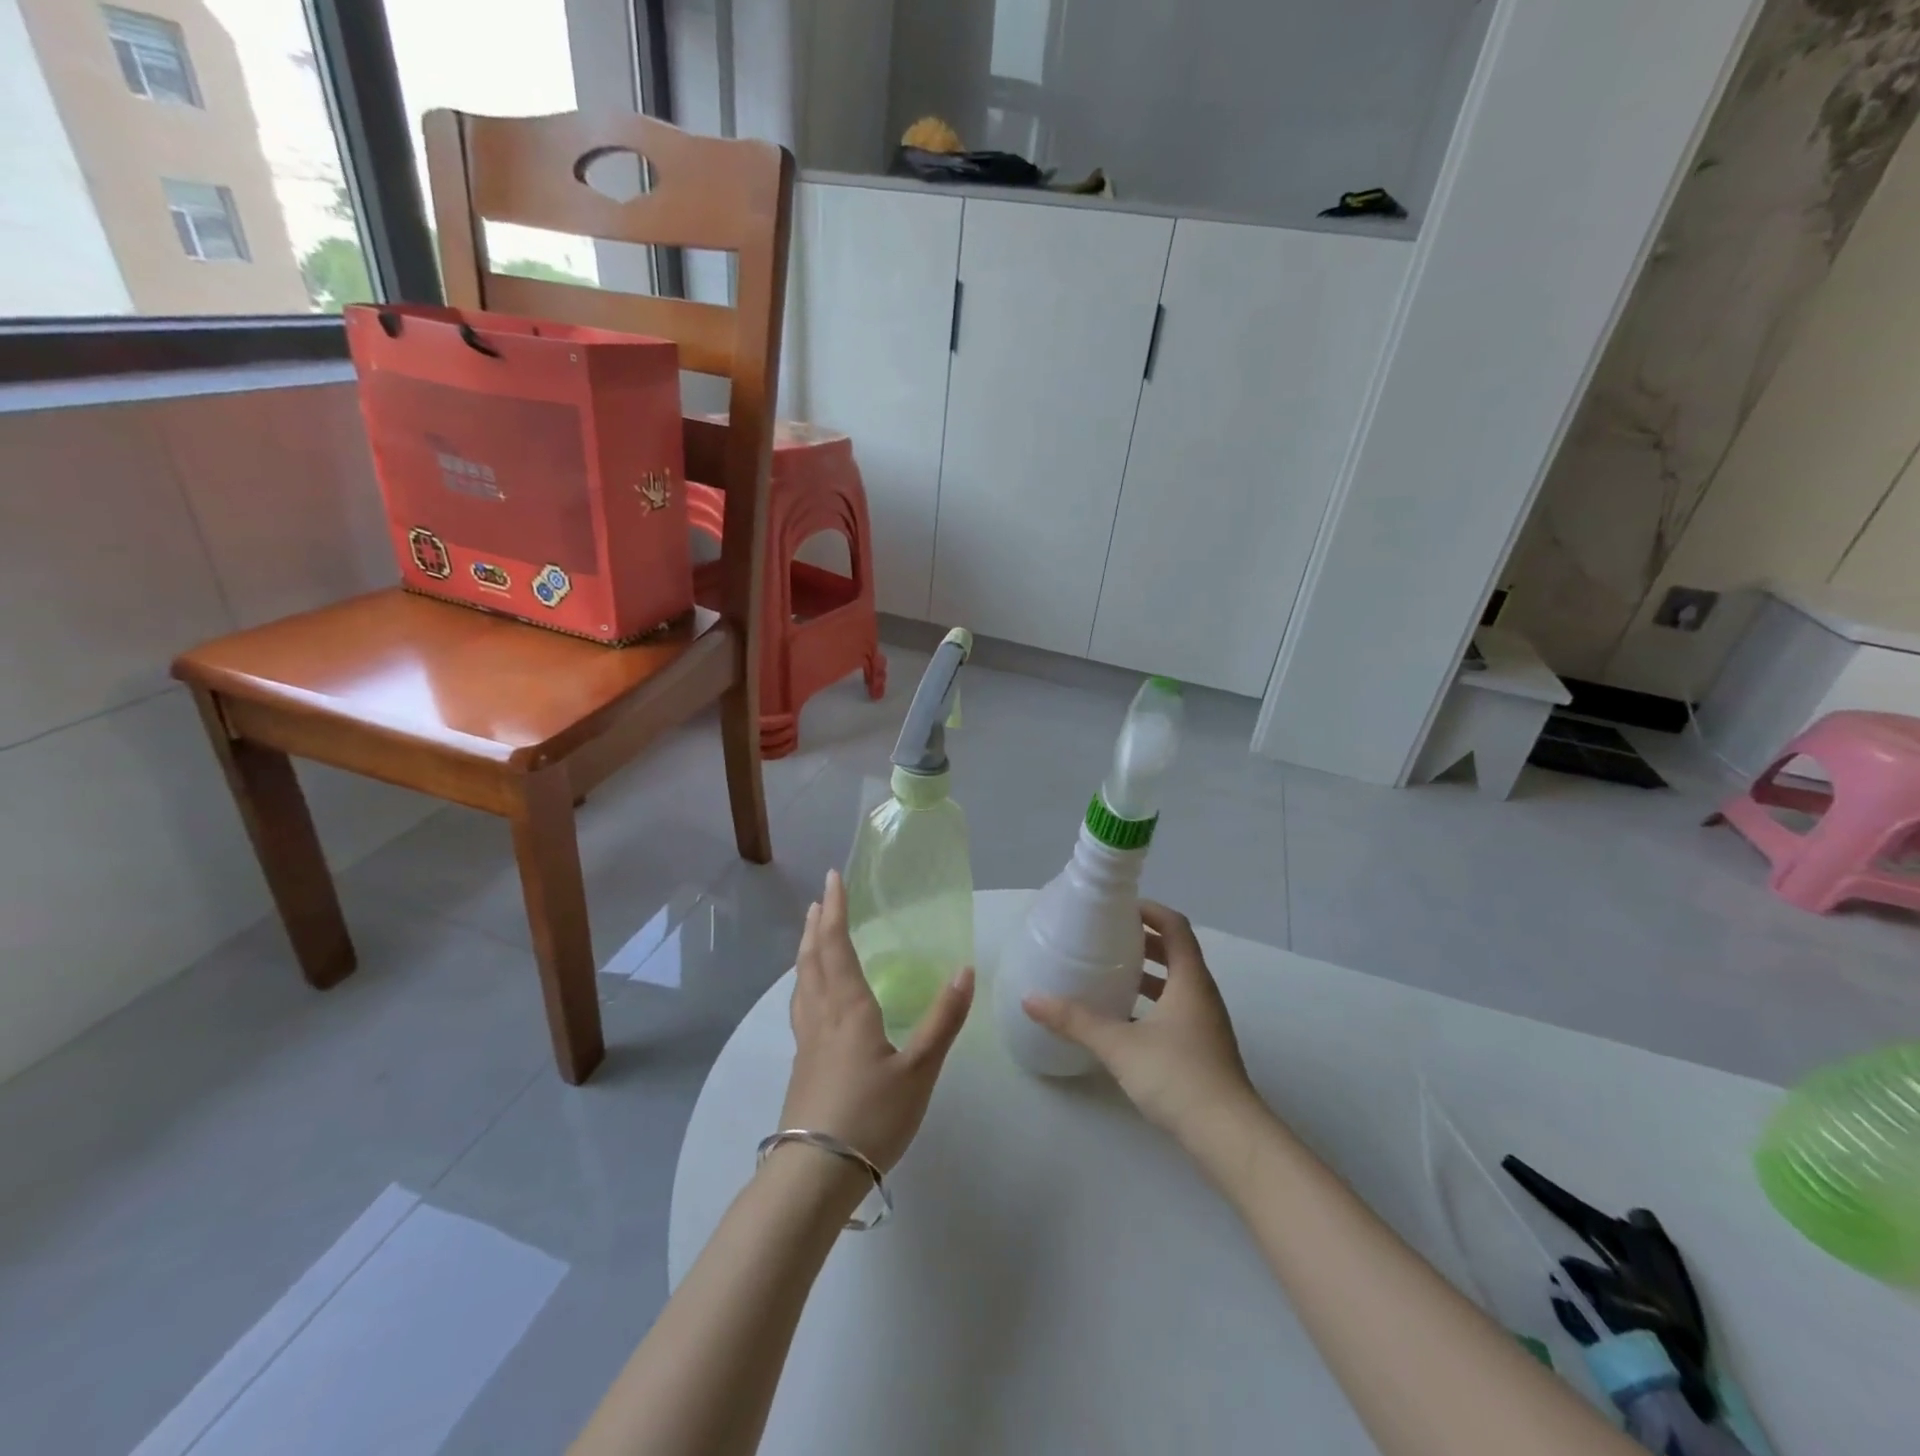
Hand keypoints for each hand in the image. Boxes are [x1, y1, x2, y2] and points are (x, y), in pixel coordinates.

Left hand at [780, 869, 974, 1174]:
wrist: (815, 1174)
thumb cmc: (871, 1116)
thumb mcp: (919, 1070)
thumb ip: (942, 1020)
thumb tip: (964, 970)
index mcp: (849, 1009)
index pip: (838, 947)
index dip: (837, 912)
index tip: (834, 880)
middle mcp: (822, 1016)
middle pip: (813, 960)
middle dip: (817, 925)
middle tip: (821, 899)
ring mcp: (807, 1042)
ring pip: (802, 983)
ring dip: (806, 951)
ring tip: (810, 935)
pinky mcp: (802, 1065)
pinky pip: (801, 1006)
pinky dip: (805, 982)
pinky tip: (812, 997)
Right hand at [1022, 901, 1259, 1142]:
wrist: (1229, 1138)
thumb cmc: (1178, 1077)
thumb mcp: (1119, 1045)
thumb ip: (1075, 1021)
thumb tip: (1031, 999)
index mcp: (1190, 980)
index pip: (1175, 926)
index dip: (1149, 911)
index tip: (1117, 908)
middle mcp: (1202, 995)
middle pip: (1176, 952)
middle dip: (1143, 941)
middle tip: (1105, 937)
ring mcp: (1205, 1025)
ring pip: (1175, 984)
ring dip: (1147, 974)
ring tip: (1108, 973)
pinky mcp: (1202, 1050)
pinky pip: (1175, 1010)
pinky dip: (1150, 1004)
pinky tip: (1122, 1021)